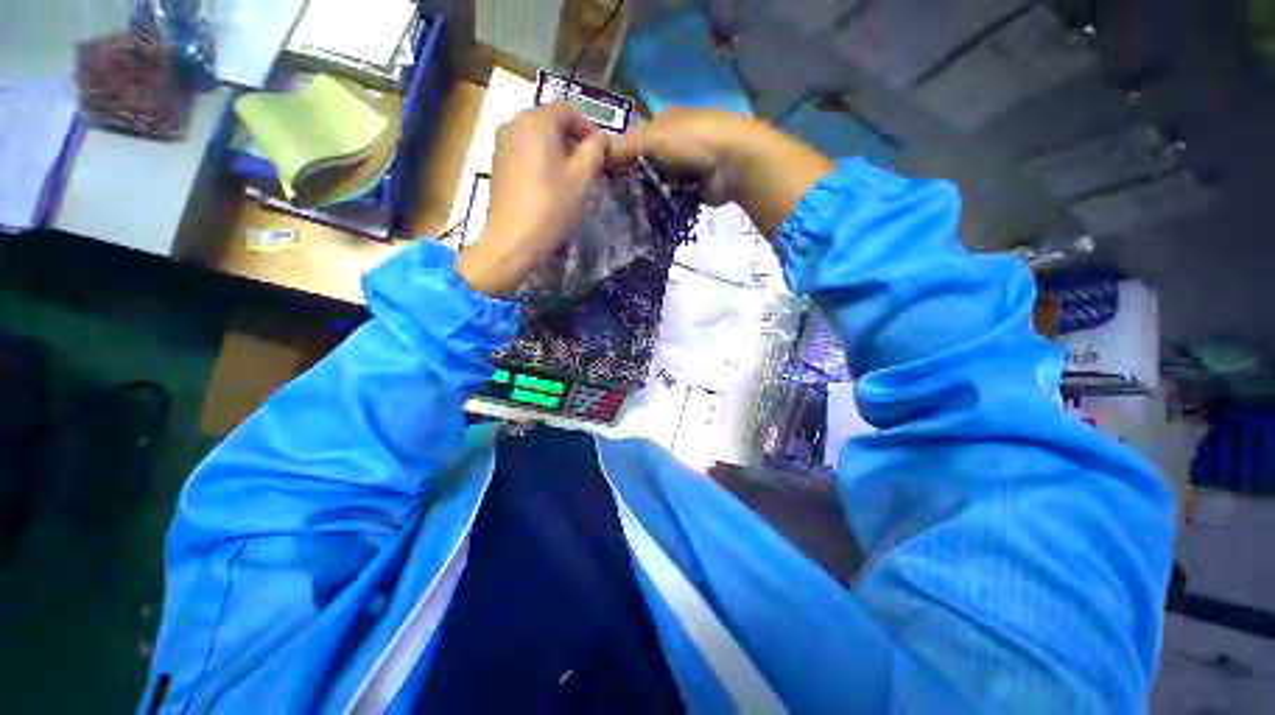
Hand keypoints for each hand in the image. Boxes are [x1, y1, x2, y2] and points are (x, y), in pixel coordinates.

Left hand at [456, 103, 608, 297]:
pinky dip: (541, 161)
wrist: (513, 240)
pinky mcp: (497, 164)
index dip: (588, 128)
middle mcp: (514, 123)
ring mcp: (502, 144)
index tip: (601, 152)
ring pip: (537, 137)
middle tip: (588, 167)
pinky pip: (524, 152)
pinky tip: (549, 186)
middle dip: (573, 140)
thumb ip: (595, 151)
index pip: (568, 110)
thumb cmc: (552, 207)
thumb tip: (601, 138)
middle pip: (550, 121)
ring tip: (571, 178)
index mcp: (536, 120)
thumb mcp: (582, 179)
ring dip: (557, 151)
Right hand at [610, 108, 833, 236]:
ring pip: (658, 183)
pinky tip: (648, 216)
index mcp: (664, 123)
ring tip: (627, 212)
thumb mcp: (652, 138)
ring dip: (648, 194)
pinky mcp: (695, 190)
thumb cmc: (691, 141)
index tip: (605, 177)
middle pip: (647, 163)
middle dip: (633, 179)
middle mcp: (675, 143)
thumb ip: (625, 148)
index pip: (635, 140)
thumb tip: (598, 157)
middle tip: (614, 200)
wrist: (732, 163)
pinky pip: (672, 198)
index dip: (620, 156)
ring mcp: (686, 168)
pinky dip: (663, 205)